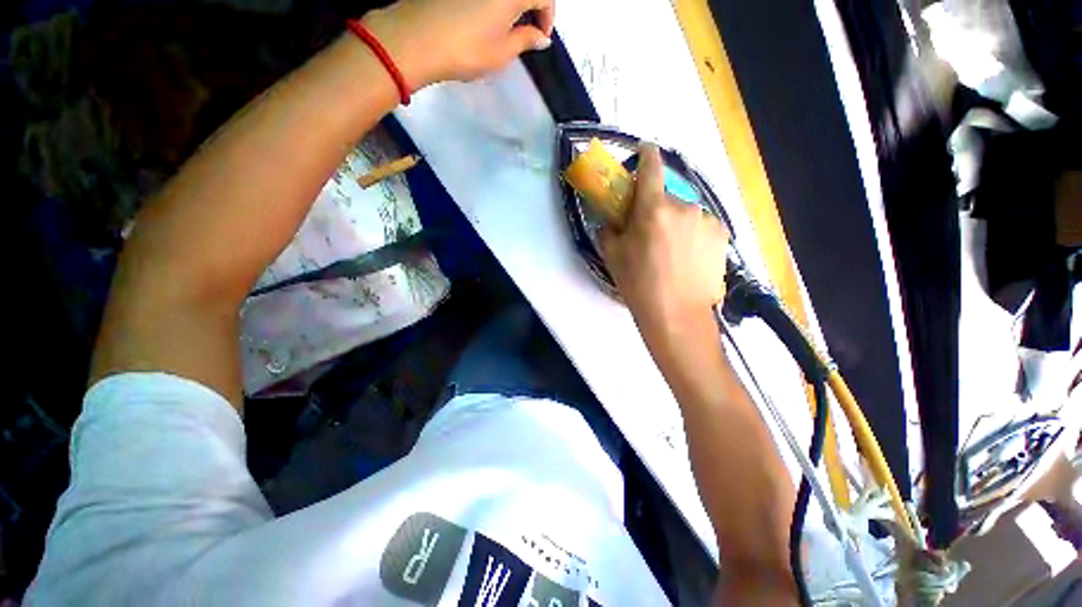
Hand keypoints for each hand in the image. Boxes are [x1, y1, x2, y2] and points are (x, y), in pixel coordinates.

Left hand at [364, 0, 553, 88]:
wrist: (417, 39)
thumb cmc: (466, 50)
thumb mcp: (502, 53)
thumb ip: (526, 41)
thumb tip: (541, 37)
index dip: (548, 17)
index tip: (542, 38)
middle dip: (532, 8)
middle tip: (528, 32)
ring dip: (513, 6)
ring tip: (508, 28)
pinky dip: (495, 4)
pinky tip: (488, 19)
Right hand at [600, 144, 729, 334]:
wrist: (676, 315)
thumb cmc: (638, 285)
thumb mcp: (613, 256)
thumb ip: (609, 229)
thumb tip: (612, 219)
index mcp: (653, 209)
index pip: (651, 166)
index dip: (646, 154)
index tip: (644, 150)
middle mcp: (684, 206)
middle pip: (666, 196)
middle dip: (655, 208)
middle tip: (649, 234)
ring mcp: (706, 220)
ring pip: (685, 213)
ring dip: (675, 223)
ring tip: (671, 253)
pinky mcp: (722, 235)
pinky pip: (700, 226)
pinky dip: (692, 235)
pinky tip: (687, 259)